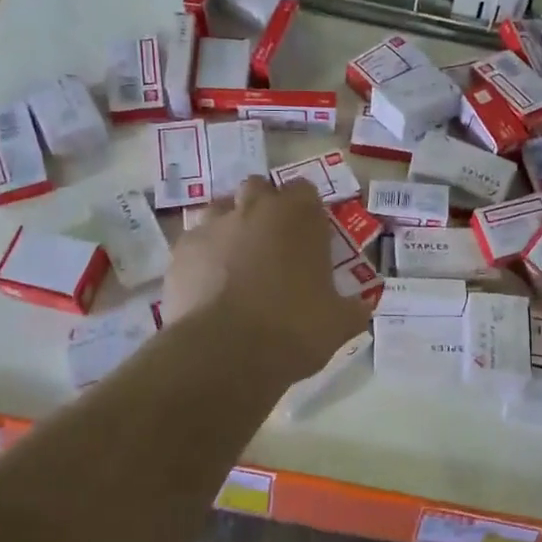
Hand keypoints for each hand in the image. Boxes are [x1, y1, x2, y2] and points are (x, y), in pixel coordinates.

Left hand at [163, 176, 370, 380]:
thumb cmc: (294, 329)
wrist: (226, 353)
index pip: (304, 189)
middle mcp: (253, 209)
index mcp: (298, 216)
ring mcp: (211, 227)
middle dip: (264, 207)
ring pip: (219, 209)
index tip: (310, 235)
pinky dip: (202, 256)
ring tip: (236, 262)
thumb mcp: (339, 323)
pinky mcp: (180, 252)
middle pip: (258, 188)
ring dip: (230, 226)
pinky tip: (208, 285)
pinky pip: (193, 242)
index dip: (306, 210)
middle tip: (272, 244)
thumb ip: (352, 308)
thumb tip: (361, 307)